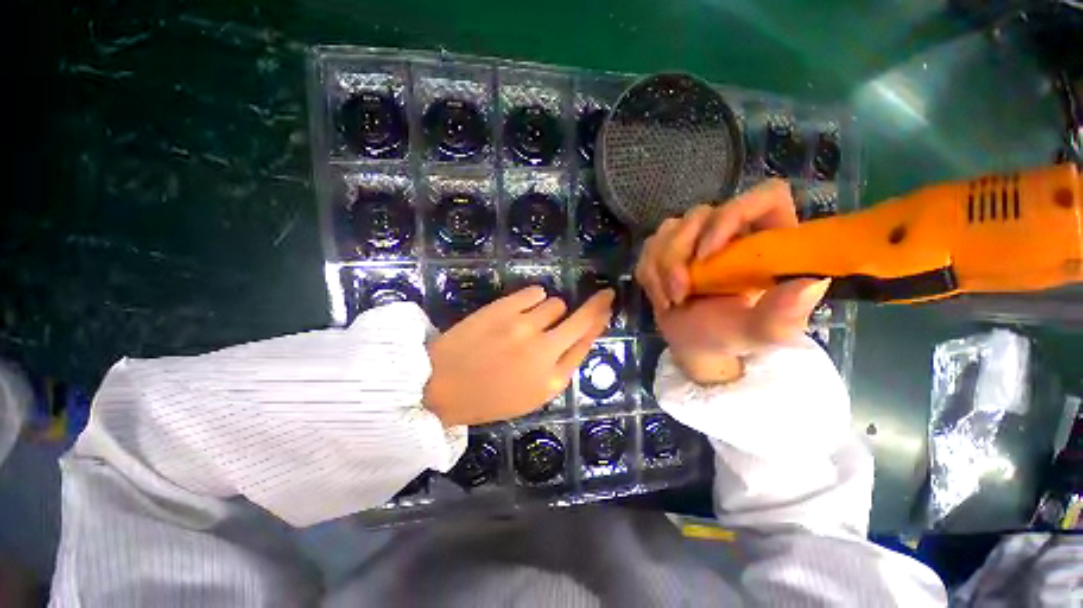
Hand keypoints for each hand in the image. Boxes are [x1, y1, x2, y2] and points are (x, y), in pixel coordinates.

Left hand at [424, 287, 614, 425]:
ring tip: (532, 321)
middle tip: (605, 294)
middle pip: (581, 320)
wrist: (439, 386)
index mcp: (551, 380)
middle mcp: (544, 351)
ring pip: (556, 304)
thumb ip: (558, 369)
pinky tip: (523, 308)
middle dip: (597, 305)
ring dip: (550, 310)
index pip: (585, 344)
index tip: (606, 309)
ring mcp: (524, 326)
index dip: (598, 324)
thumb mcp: (530, 396)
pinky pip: (535, 292)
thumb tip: (576, 339)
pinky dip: (534, 298)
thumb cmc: (486, 397)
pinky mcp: (504, 308)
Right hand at [635, 180, 829, 384]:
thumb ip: (783, 314)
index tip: (707, 254)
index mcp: (768, 241)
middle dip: (679, 255)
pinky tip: (662, 297)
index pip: (763, 197)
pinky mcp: (666, 248)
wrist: (694, 343)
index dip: (732, 214)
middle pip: (699, 214)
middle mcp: (730, 230)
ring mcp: (694, 237)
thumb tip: (812, 283)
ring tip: (672, 300)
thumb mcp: (759, 332)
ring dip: (661, 268)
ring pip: (668, 229)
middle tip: (680, 292)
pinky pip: (649, 247)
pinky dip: (650, 275)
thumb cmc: (730, 335)